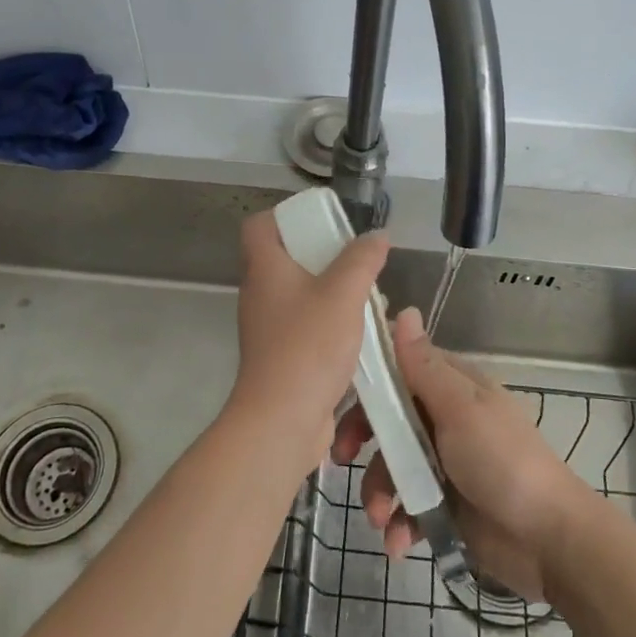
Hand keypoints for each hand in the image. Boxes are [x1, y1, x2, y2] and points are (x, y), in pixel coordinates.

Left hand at [231, 210, 388, 467]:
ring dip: (330, 292)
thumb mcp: (344, 293)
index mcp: (264, 269)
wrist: (282, 420)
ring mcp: (267, 328)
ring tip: (366, 296)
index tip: (320, 221)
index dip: (284, 216)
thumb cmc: (308, 346)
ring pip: (299, 295)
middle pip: (284, 259)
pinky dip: (329, 323)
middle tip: (354, 259)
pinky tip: (360, 333)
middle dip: (321, 255)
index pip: (258, 226)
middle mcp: (260, 294)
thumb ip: (362, 260)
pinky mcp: (280, 357)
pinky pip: (305, 326)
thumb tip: (377, 236)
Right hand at [332, 308, 586, 600]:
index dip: (369, 384)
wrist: (549, 541)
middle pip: (388, 420)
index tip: (337, 400)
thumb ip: (424, 366)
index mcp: (452, 388)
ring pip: (392, 467)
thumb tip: (403, 308)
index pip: (399, 371)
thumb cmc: (503, 462)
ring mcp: (444, 464)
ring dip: (378, 493)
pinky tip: (400, 544)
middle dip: (363, 442)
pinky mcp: (444, 506)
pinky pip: (407, 507)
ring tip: (381, 519)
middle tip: (341, 460)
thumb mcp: (460, 410)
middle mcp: (445, 420)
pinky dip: (399, 525)